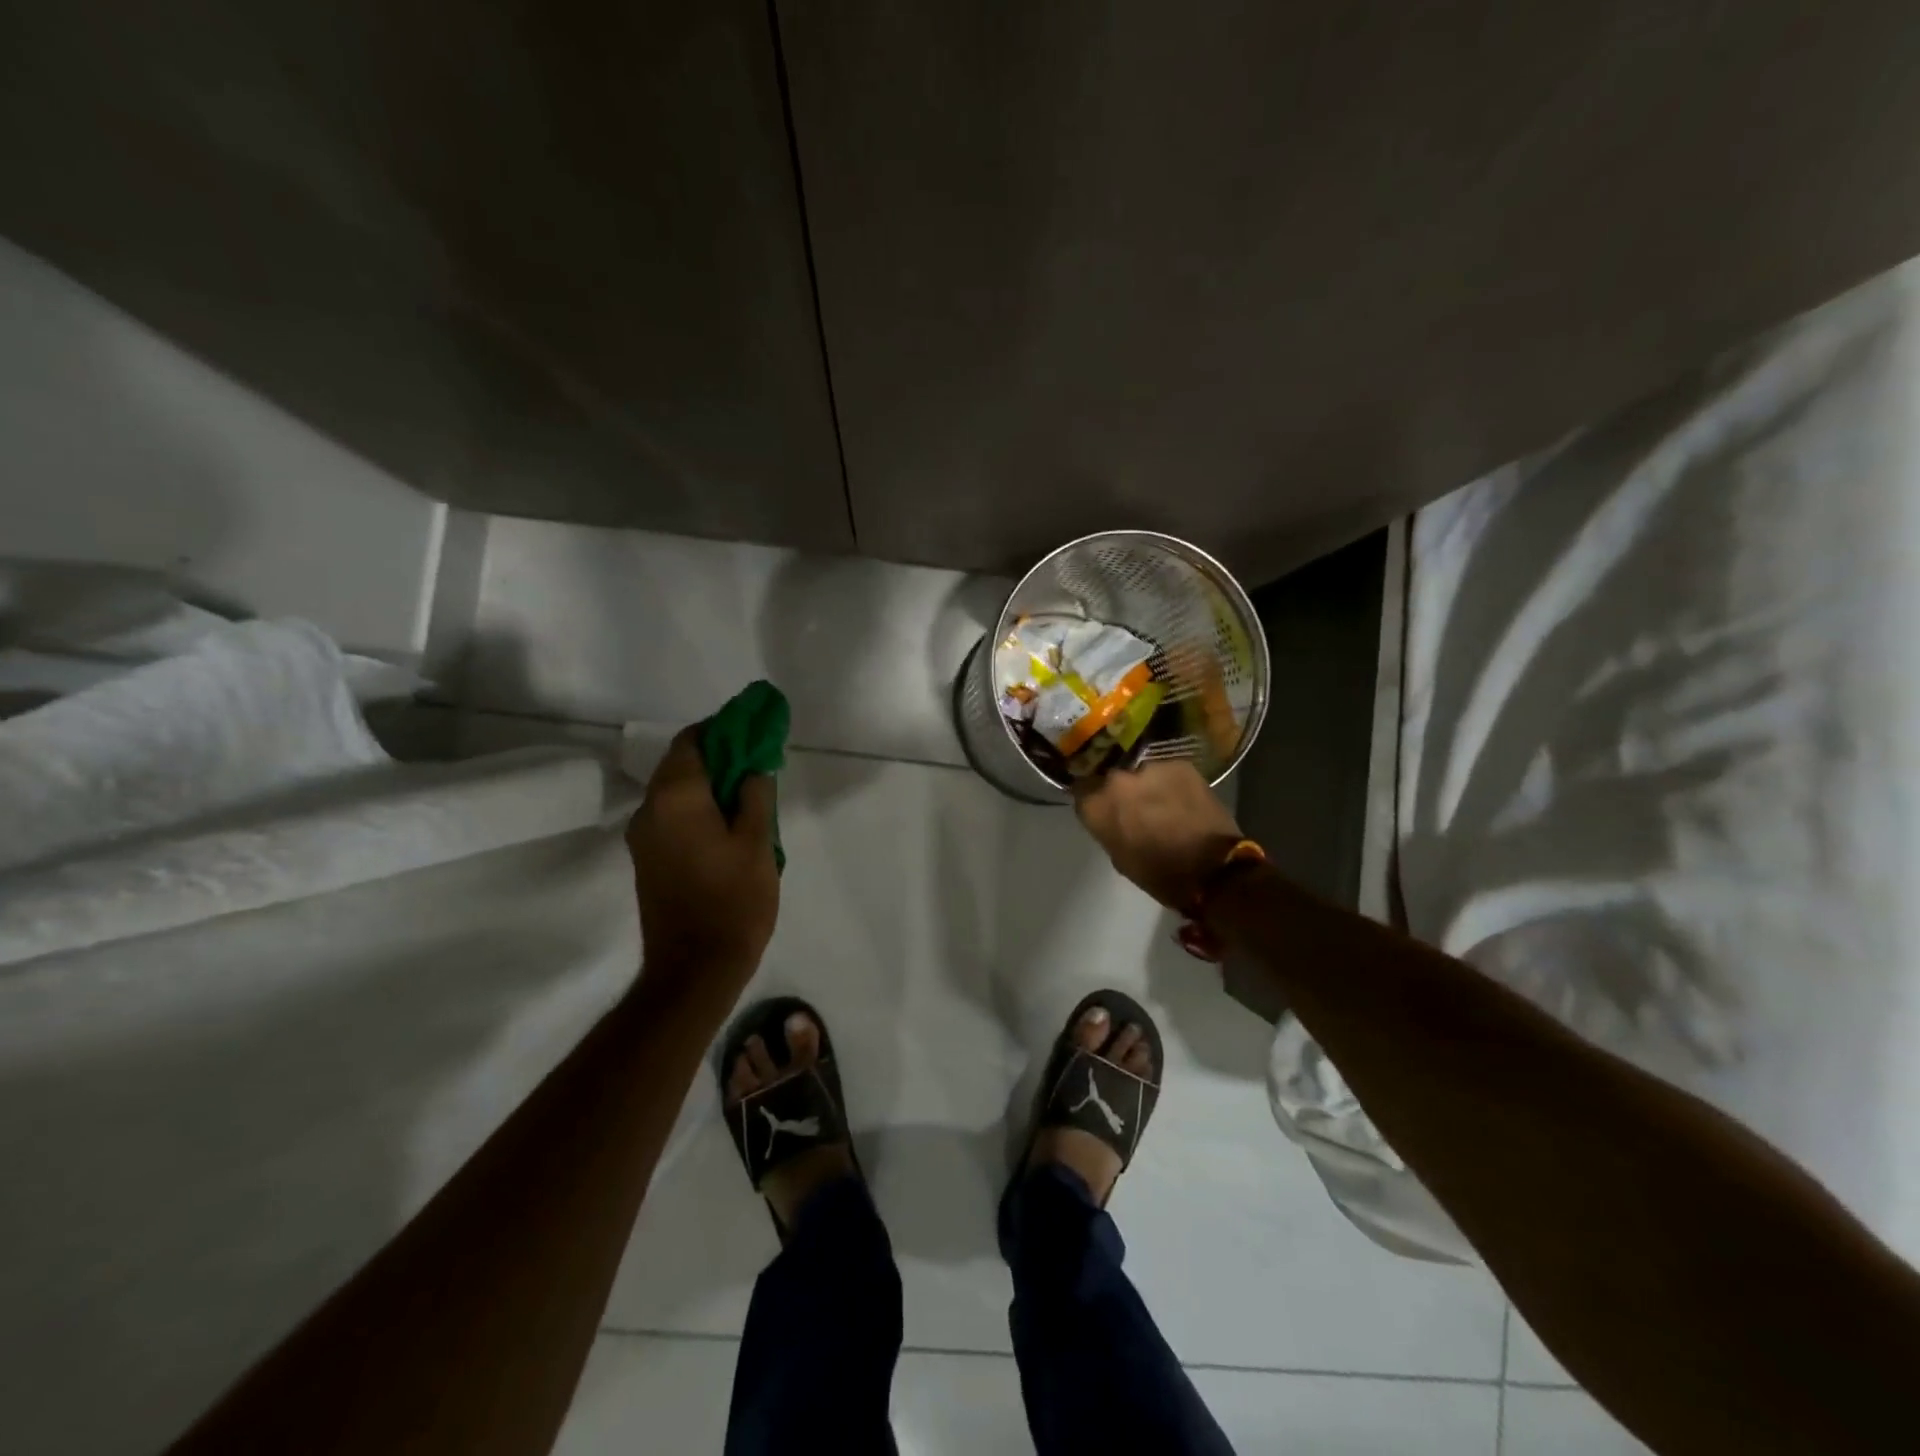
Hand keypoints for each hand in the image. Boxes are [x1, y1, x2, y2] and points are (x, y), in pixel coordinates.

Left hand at [627, 727, 779, 987]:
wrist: (694, 969)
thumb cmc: (733, 901)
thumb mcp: (758, 843)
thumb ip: (755, 794)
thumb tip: (753, 766)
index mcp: (676, 797)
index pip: (693, 740)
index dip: (723, 729)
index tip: (755, 733)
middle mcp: (650, 809)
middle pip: (682, 763)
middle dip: (720, 757)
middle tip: (759, 766)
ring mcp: (644, 837)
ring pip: (676, 792)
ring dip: (709, 785)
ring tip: (749, 797)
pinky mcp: (647, 859)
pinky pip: (672, 817)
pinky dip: (697, 808)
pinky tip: (728, 825)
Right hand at [1072, 760, 1245, 908]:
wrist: (1213, 870)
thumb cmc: (1160, 875)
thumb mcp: (1119, 857)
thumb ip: (1108, 827)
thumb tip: (1112, 816)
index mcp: (1097, 805)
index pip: (1081, 790)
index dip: (1092, 798)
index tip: (1102, 807)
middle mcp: (1117, 779)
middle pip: (1112, 778)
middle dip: (1120, 790)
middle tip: (1134, 806)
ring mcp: (1150, 768)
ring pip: (1141, 773)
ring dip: (1147, 785)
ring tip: (1162, 802)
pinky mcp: (1180, 764)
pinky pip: (1167, 771)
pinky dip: (1171, 782)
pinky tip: (1182, 799)